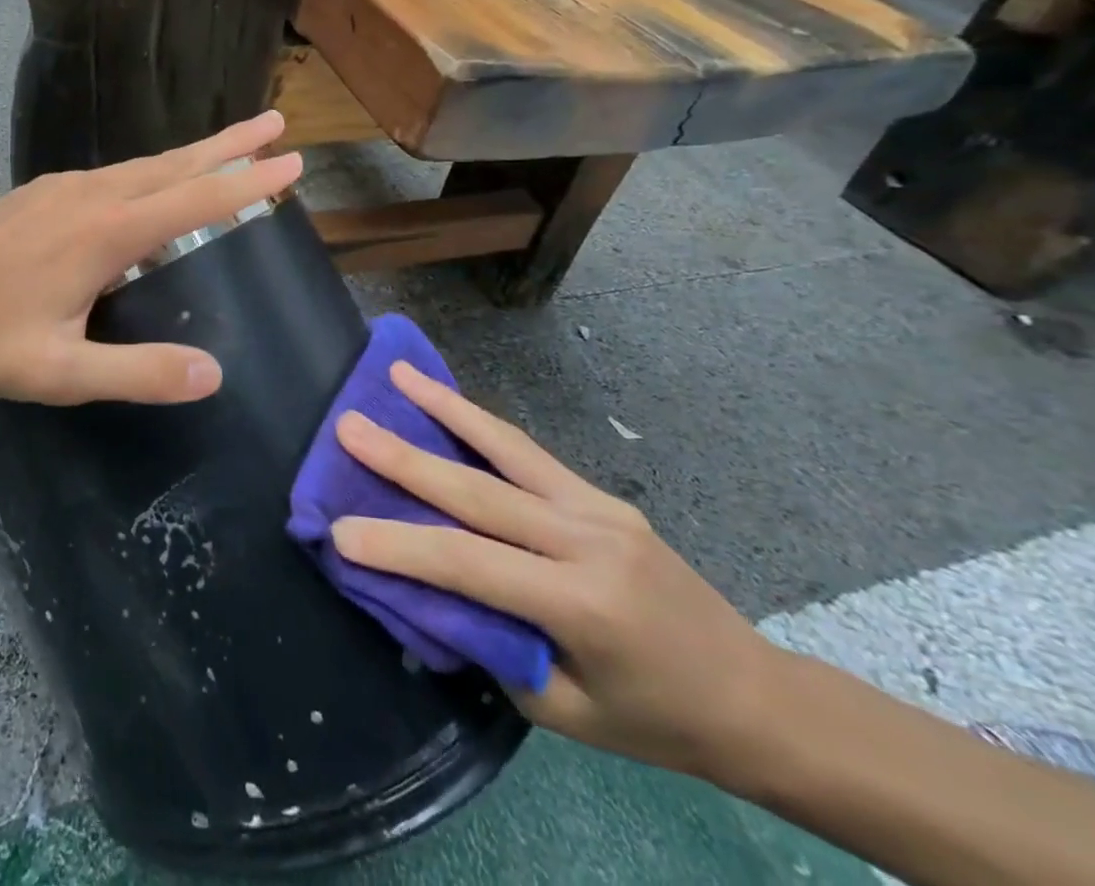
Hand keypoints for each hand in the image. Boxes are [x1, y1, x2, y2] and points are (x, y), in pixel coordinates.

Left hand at [0, 111, 302, 405]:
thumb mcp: (63, 375)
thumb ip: (139, 373)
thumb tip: (214, 373)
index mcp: (105, 233)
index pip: (195, 199)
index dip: (247, 182)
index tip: (292, 162)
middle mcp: (90, 195)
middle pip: (174, 163)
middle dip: (230, 143)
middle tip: (276, 121)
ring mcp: (62, 188)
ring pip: (143, 165)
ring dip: (191, 156)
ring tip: (228, 150)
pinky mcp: (41, 193)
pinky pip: (113, 175)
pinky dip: (152, 174)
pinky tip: (152, 191)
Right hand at [329, 362, 780, 781]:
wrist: (755, 697)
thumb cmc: (656, 720)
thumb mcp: (564, 710)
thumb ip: (491, 645)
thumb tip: (424, 591)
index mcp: (582, 604)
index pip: (470, 566)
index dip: (400, 548)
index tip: (339, 532)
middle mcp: (588, 540)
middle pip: (479, 492)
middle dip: (405, 457)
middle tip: (349, 425)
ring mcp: (597, 507)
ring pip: (506, 449)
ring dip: (445, 408)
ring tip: (398, 375)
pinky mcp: (599, 494)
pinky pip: (528, 453)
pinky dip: (479, 423)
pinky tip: (449, 401)